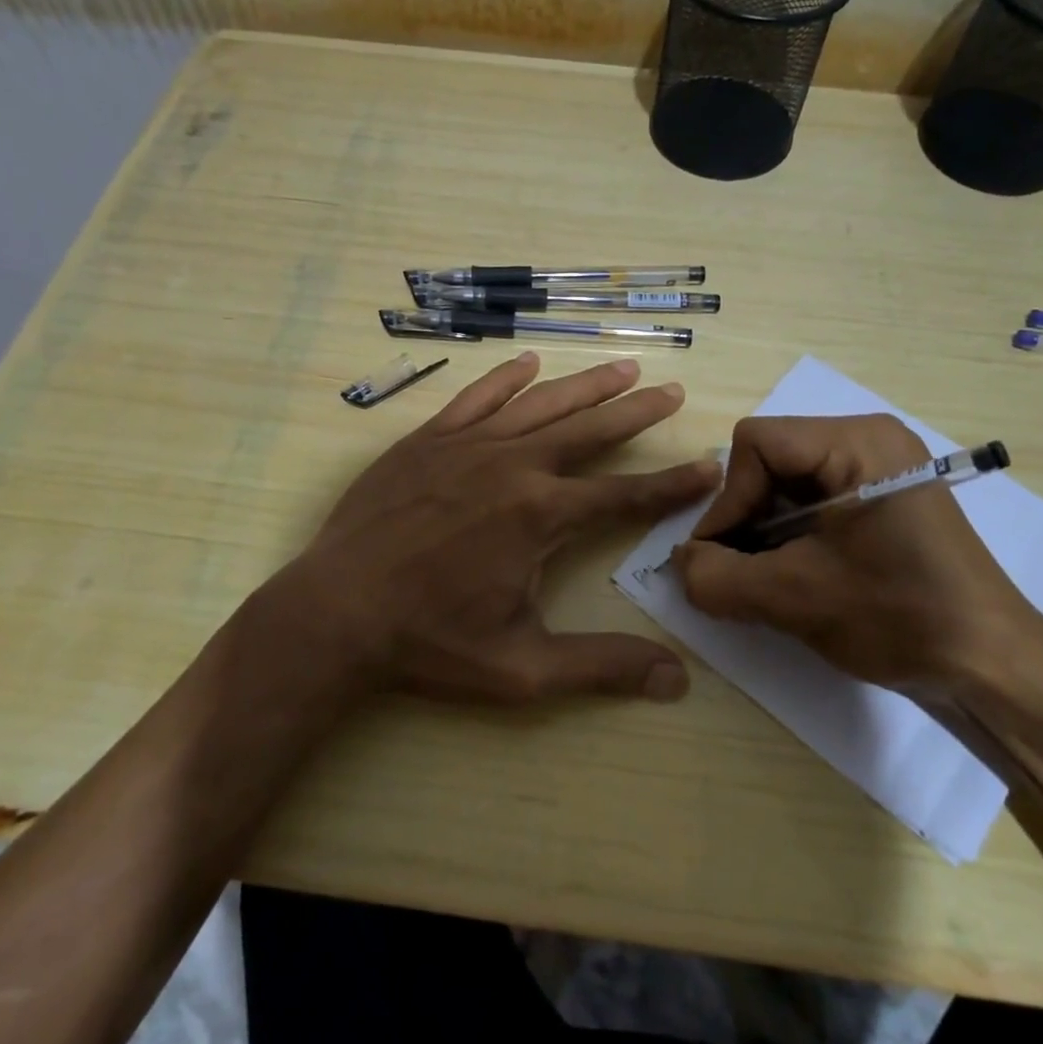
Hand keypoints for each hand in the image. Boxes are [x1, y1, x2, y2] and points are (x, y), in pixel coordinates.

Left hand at [284, 352, 718, 704]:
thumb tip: (676, 680)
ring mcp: (467, 446)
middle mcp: (513, 466)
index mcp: (541, 516)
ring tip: (624, 367)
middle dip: (637, 412)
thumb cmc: (429, 642)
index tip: (708, 463)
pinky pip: (476, 398)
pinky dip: (505, 378)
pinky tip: (528, 363)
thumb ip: (601, 666)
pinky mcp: (427, 440)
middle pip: (589, 431)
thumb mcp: (522, 669)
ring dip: (586, 385)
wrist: (334, 613)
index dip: (672, 482)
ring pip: (540, 404)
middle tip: (672, 390)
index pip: (624, 494)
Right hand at [670, 415, 1042, 691]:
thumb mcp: (794, 598)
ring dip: (764, 532)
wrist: (993, 667)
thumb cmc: (899, 616)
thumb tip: (679, 564)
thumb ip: (718, 578)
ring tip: (765, 580)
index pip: (755, 443)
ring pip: (787, 483)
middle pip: (769, 460)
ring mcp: (880, 468)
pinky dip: (790, 536)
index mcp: (857, 442)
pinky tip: (794, 576)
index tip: (723, 558)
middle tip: (741, 572)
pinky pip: (814, 501)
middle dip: (746, 518)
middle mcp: (869, 440)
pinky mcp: (884, 499)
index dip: (728, 500)